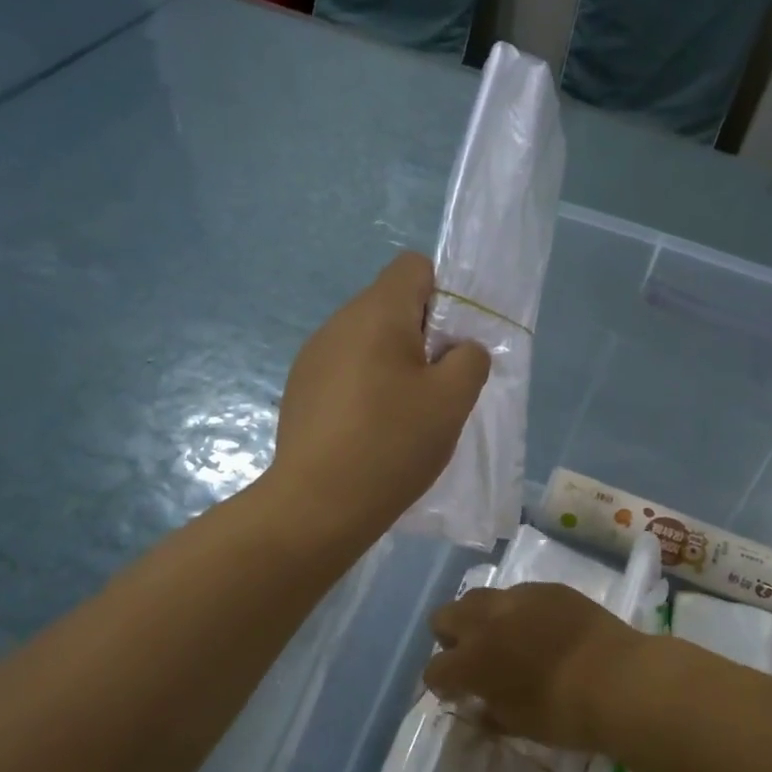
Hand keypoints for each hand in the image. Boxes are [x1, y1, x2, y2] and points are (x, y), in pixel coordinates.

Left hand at [272, 251, 490, 537]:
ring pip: (368, 341)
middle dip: (422, 337)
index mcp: (376, 312)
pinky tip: (370, 432)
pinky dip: (366, 388)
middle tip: (436, 388)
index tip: (451, 345)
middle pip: (391, 305)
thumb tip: (460, 349)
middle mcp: (338, 323)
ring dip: (394, 365)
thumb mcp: (452, 400)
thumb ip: (470, 358)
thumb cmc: (392, 443)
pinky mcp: (300, 389)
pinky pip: (345, 371)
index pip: (414, 267)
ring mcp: (313, 357)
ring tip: (403, 416)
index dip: (444, 296)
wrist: (317, 504)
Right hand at [425, 583, 649, 752]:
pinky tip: (541, 629)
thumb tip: (479, 706)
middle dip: (450, 638)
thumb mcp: (519, 725)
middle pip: (444, 617)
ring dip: (481, 618)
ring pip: (479, 597)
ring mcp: (517, 598)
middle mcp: (485, 621)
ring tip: (505, 638)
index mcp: (471, 660)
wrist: (618, 679)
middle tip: (473, 658)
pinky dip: (518, 611)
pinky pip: (519, 594)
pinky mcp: (547, 588)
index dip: (442, 684)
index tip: (458, 694)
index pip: (435, 669)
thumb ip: (490, 712)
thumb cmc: (564, 713)